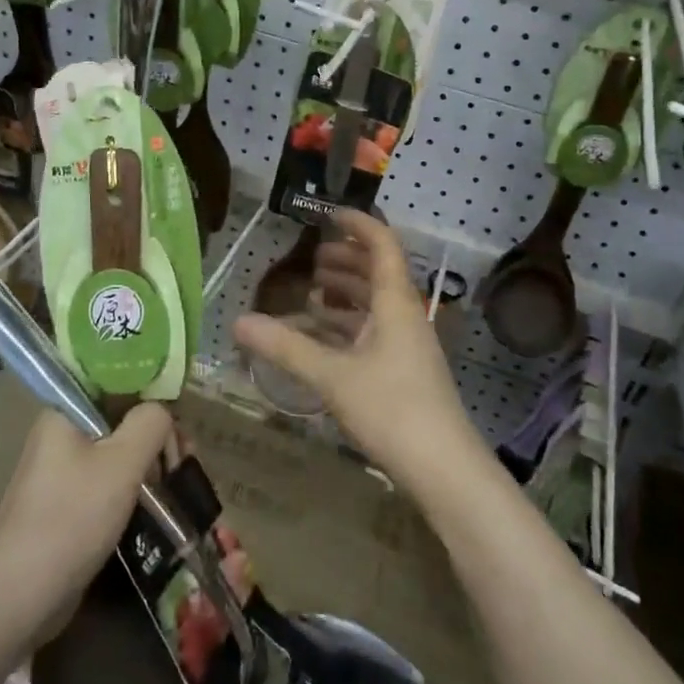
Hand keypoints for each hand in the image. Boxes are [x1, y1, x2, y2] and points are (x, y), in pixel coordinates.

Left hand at [0, 403, 171, 638]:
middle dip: (156, 432)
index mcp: (65, 411)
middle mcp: (60, 433)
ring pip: (116, 450)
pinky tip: (157, 499)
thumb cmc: (72, 517)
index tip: (180, 414)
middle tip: (186, 455)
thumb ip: (151, 423)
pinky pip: (107, 479)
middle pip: (119, 416)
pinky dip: (133, 484)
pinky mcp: (66, 504)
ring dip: (148, 460)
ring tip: (178, 478)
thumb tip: (163, 412)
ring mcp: (61, 471)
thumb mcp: (123, 462)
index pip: (115, 380)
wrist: (18, 597)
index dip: (152, 391)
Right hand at [234, 210, 479, 490]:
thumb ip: (286, 347)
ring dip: (347, 293)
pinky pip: (374, 332)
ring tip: (313, 294)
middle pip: (378, 272)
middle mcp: (405, 315)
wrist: (445, 469)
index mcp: (396, 302)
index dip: (358, 223)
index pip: (382, 244)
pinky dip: (349, 325)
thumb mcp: (333, 376)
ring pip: (376, 305)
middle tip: (312, 258)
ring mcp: (408, 345)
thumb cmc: (392, 409)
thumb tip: (238, 322)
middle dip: (347, 259)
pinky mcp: (404, 371)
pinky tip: (324, 338)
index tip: (328, 214)